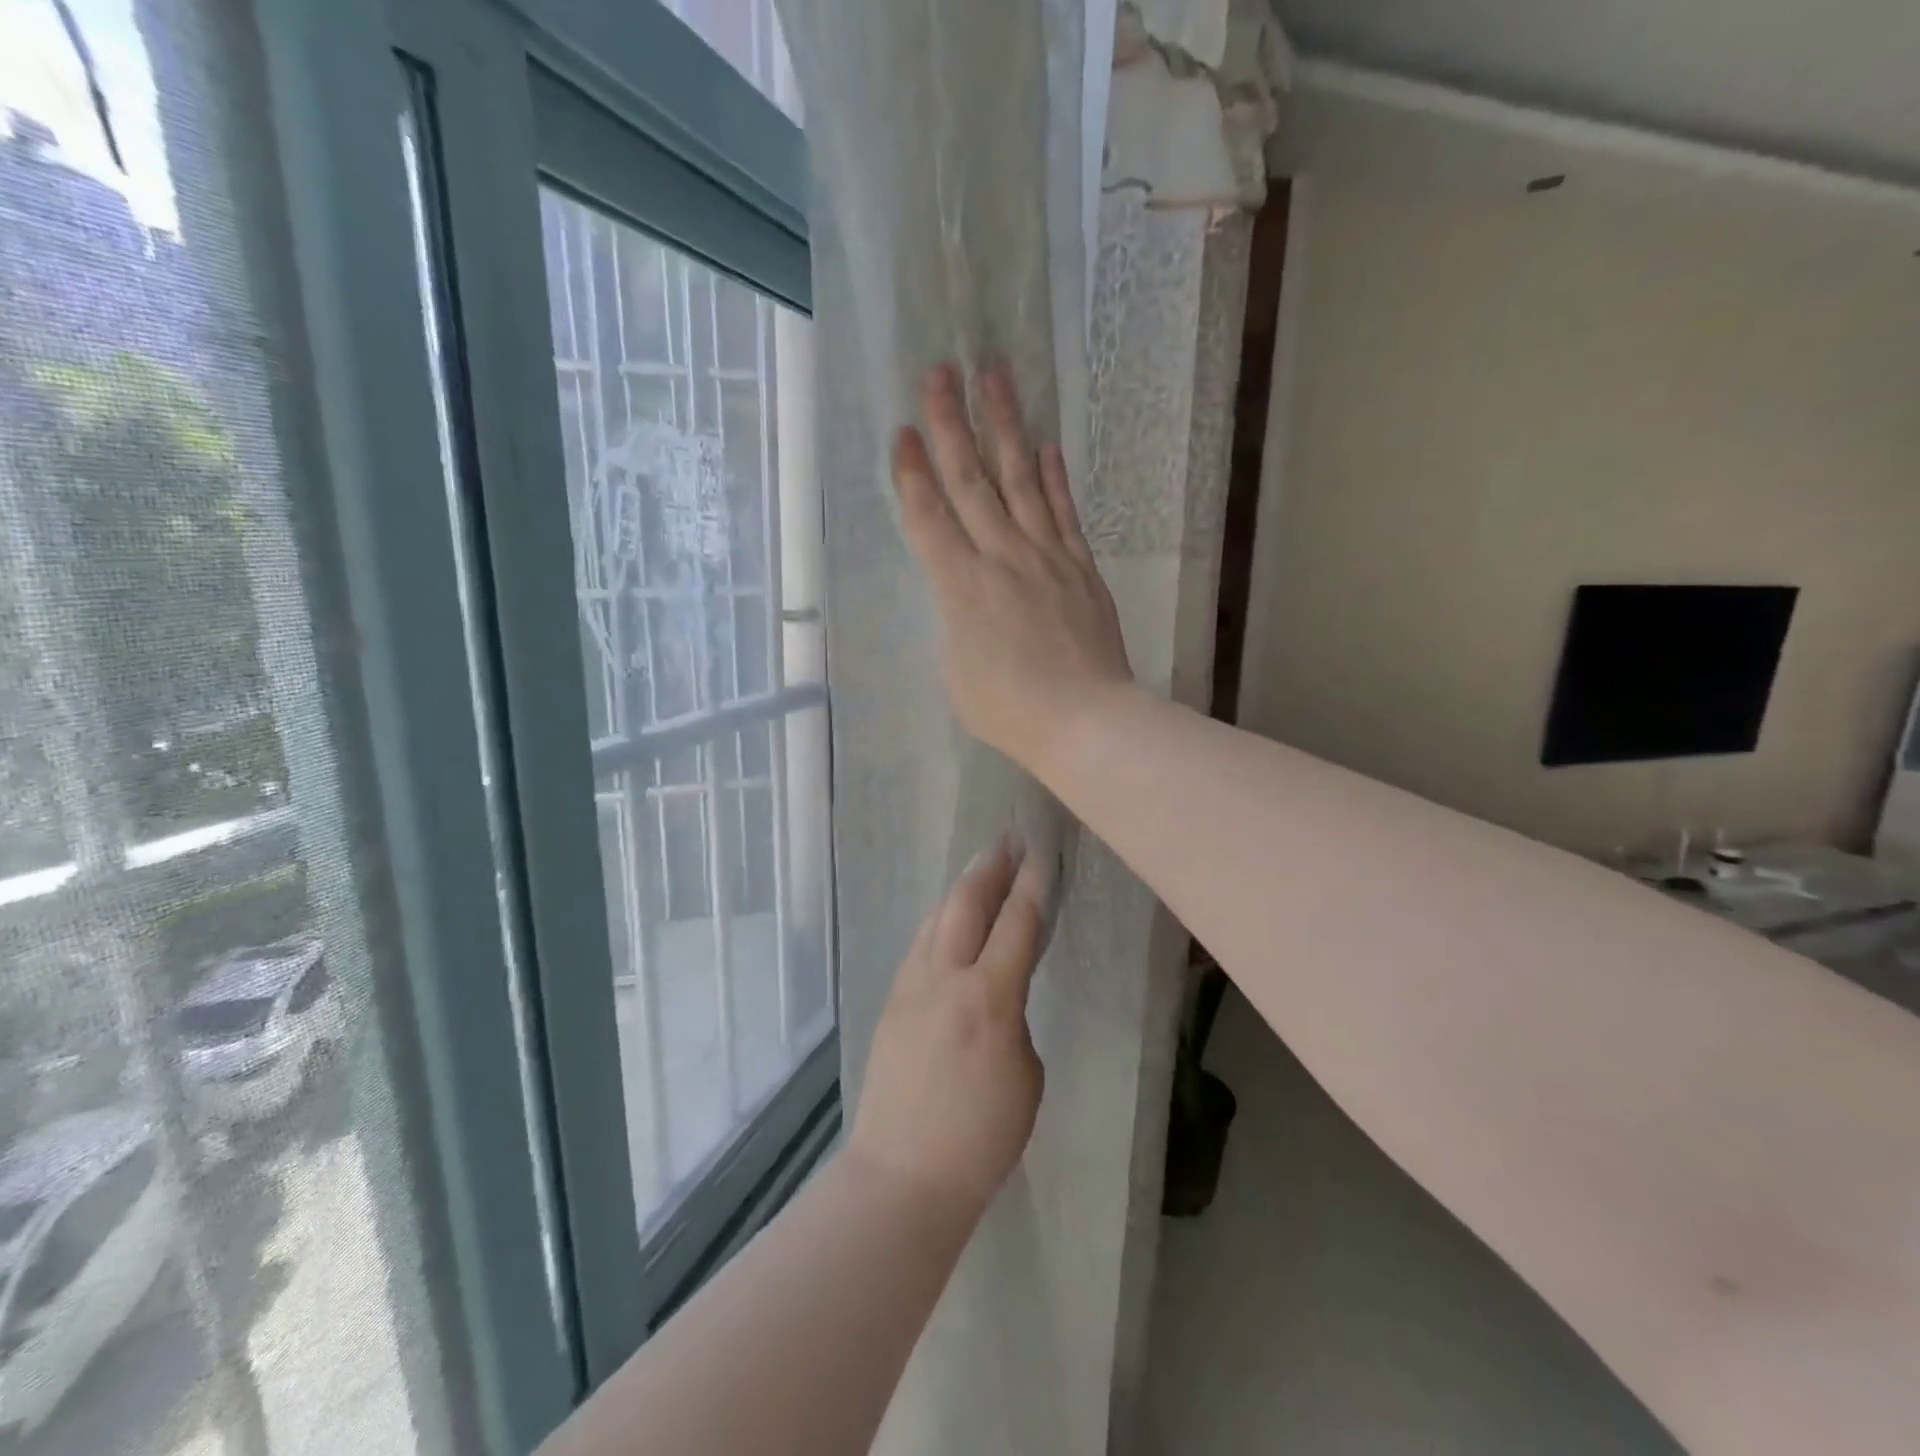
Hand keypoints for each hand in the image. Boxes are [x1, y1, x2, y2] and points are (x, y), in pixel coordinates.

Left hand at [847, 837, 1049, 1216]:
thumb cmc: (981, 1137)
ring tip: (979, 870)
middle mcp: (944, 979)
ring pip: (935, 918)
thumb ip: (1015, 1019)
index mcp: (989, 998)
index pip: (1016, 923)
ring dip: (960, 889)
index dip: (1032, 884)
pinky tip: (947, 922)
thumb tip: (999, 994)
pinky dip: (939, 922)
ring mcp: (910, 987)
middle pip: (965, 903)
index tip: (1041, 852)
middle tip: (1007, 840)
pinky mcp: (890, 1001)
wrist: (903, 1175)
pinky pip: (919, 946)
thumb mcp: (1025, 1076)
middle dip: (989, 867)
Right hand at [892, 362, 1133, 774]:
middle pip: (970, 481)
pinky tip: (1046, 444)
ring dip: (1005, 427)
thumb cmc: (1009, 710)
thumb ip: (957, 622)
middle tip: (941, 371)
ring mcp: (1046, 557)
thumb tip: (967, 595)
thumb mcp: (957, 672)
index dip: (912, 473)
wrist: (1085, 720)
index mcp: (960, 588)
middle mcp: (1001, 557)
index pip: (928, 517)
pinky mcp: (1080, 566)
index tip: (904, 430)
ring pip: (1020, 480)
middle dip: (952, 424)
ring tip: (995, 378)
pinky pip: (1064, 512)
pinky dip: (1054, 476)